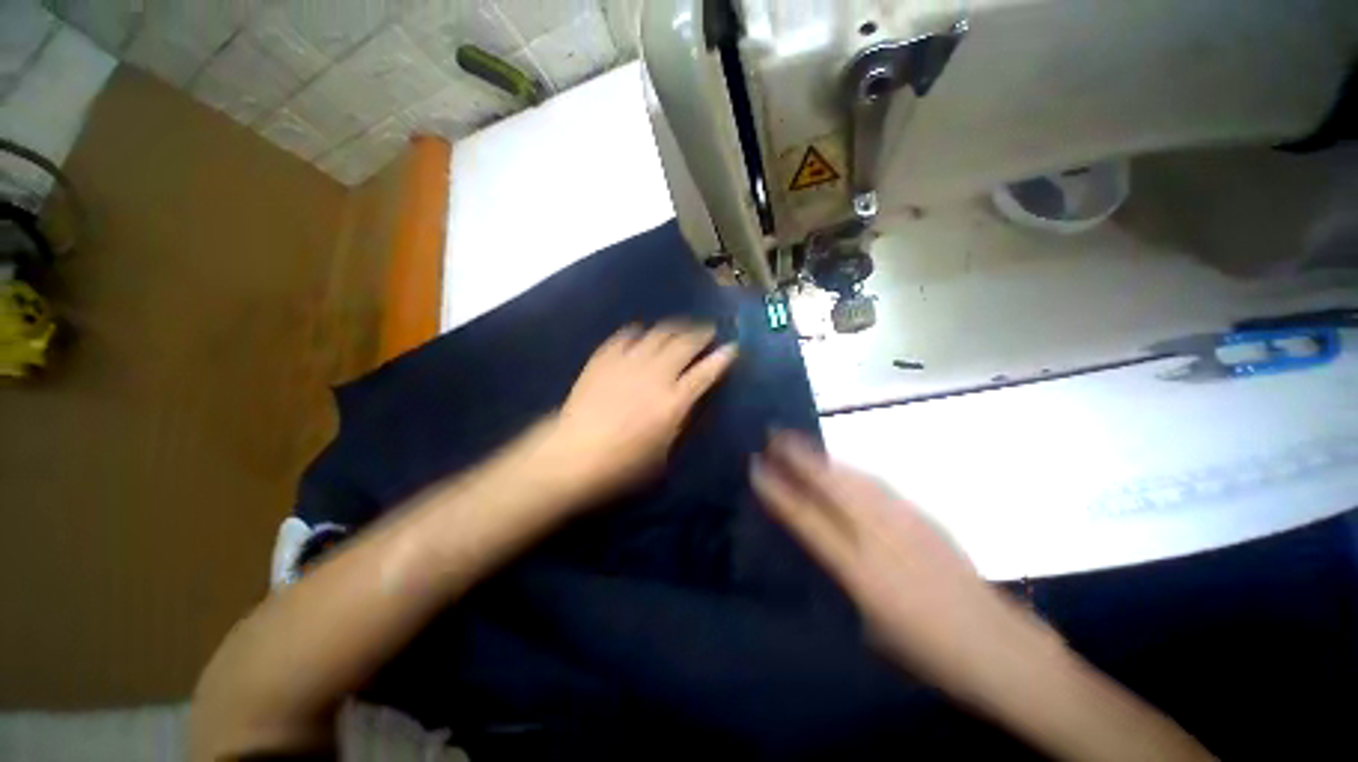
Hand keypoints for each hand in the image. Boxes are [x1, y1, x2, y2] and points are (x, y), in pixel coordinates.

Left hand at [543, 322, 737, 501]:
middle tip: (708, 330)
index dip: (723, 357)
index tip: (733, 347)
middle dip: (701, 333)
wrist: (573, 455)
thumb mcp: (662, 453)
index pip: (706, 372)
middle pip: (684, 343)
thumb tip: (685, 401)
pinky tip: (641, 334)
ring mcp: (628, 363)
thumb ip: (678, 421)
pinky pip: (626, 336)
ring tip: (680, 327)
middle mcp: (655, 375)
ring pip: (658, 333)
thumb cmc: (622, 465)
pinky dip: (638, 332)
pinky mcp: (604, 358)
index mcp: (673, 401)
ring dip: (674, 327)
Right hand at [752, 433, 1042, 694]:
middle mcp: (880, 539)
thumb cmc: (926, 651)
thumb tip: (816, 541)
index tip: (757, 468)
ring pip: (854, 479)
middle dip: (800, 458)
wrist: (997, 647)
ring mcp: (905, 523)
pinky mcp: (923, 517)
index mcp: (861, 573)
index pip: (808, 521)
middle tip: (775, 435)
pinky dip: (851, 471)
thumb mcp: (870, 625)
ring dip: (823, 458)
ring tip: (800, 442)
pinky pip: (877, 485)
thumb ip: (840, 577)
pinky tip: (842, 467)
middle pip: (832, 487)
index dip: (780, 492)